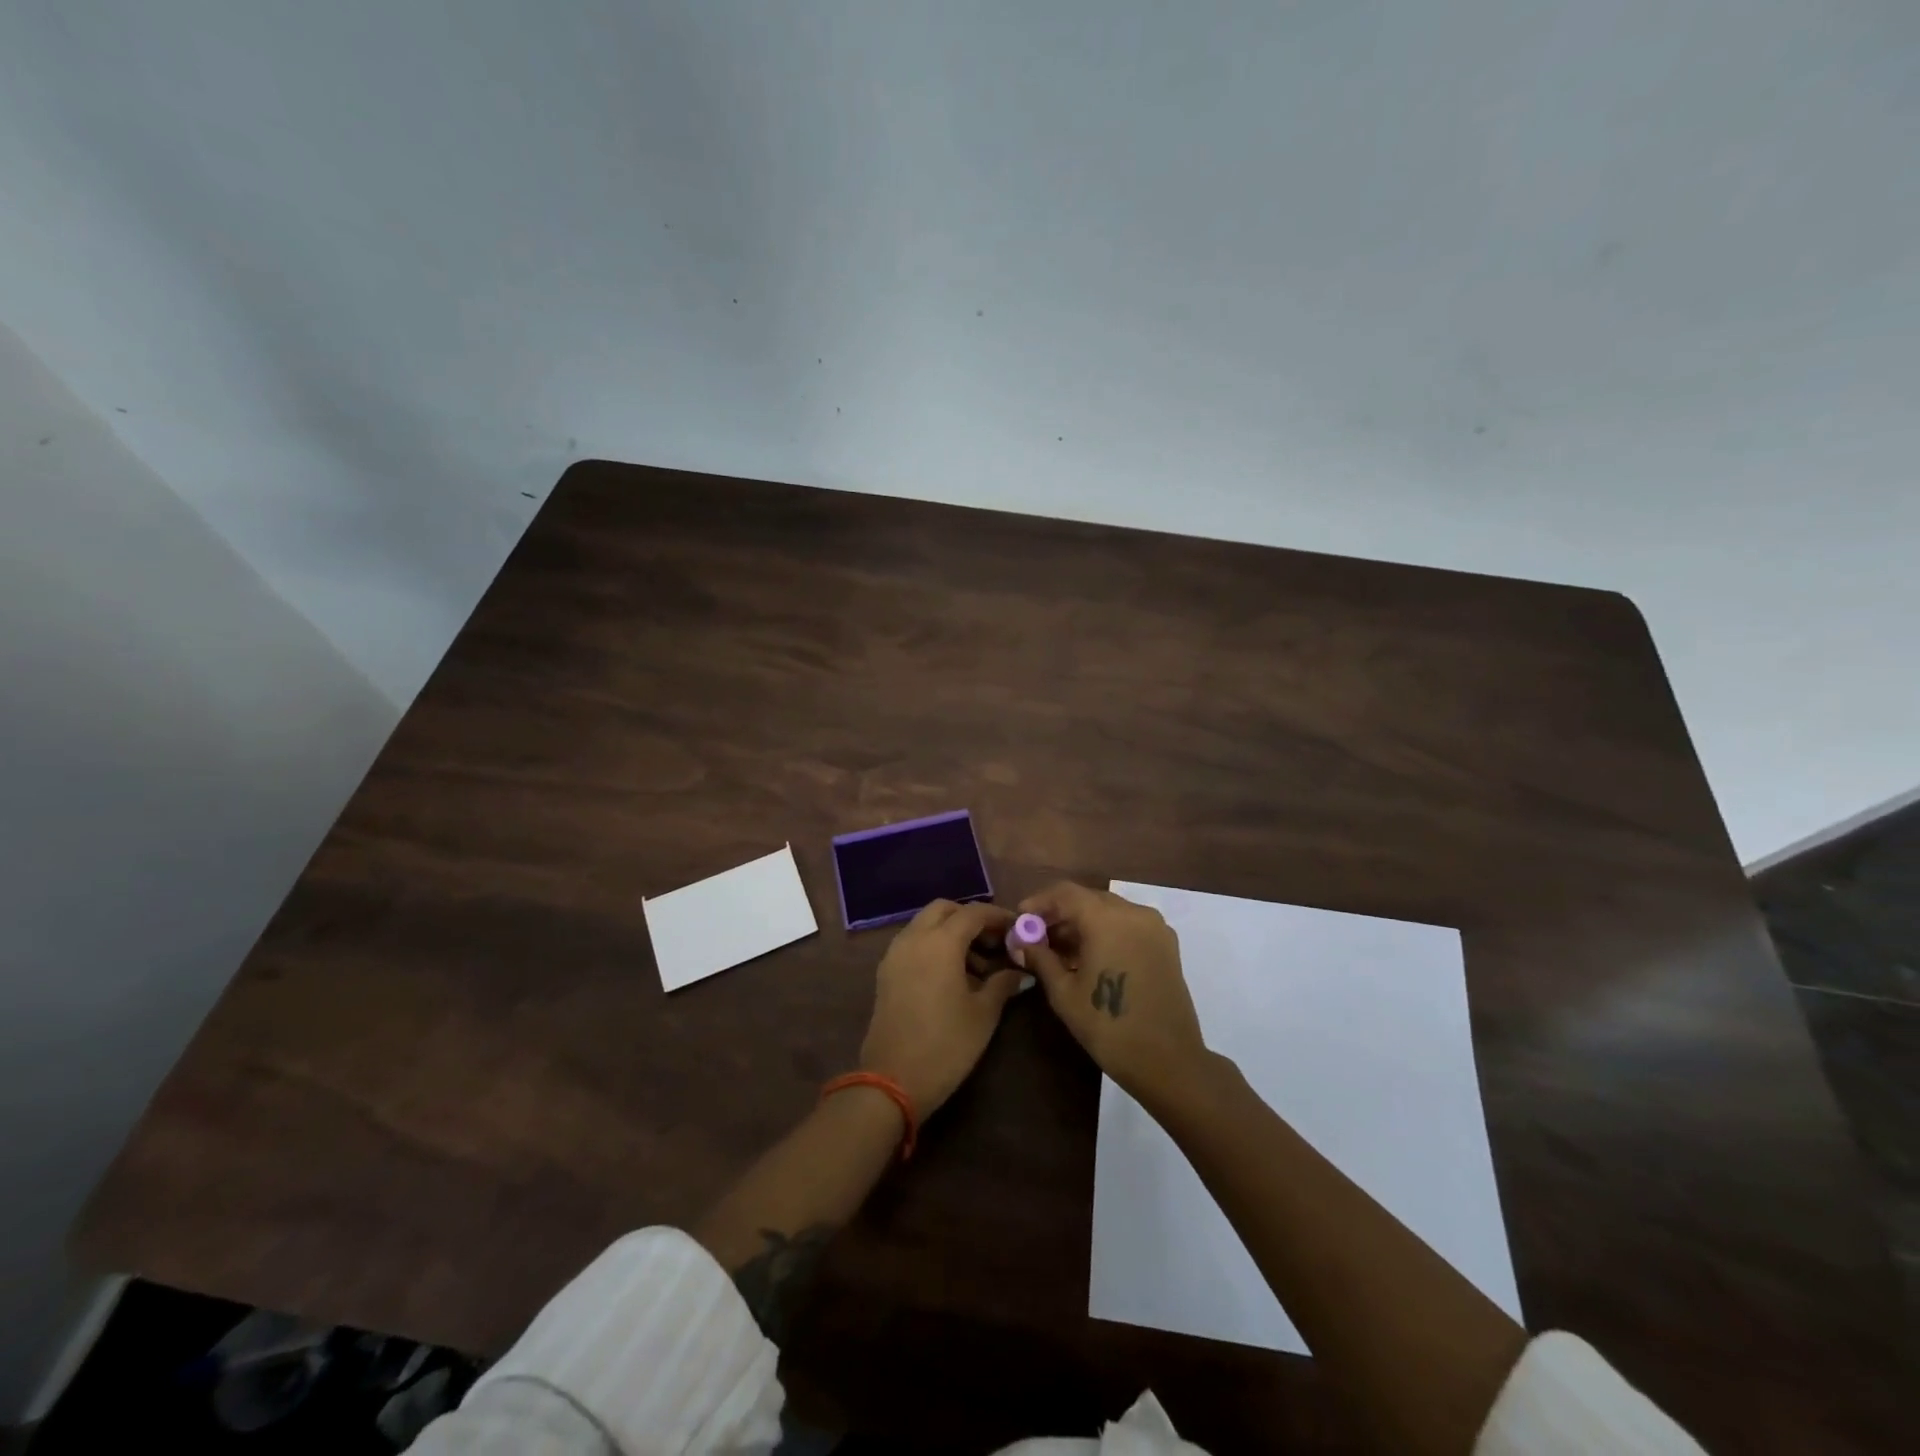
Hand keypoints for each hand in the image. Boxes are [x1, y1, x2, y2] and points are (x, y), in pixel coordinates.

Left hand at [860, 900, 1024, 1116]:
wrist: (892, 1081)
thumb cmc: (946, 1044)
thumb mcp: (983, 1014)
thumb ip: (1003, 984)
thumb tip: (1021, 972)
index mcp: (940, 942)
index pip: (973, 912)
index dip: (998, 917)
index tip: (1017, 929)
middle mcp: (914, 938)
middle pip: (944, 910)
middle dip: (970, 918)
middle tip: (994, 942)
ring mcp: (895, 954)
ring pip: (925, 924)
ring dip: (951, 932)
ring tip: (977, 965)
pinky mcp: (886, 972)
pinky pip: (913, 943)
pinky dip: (933, 945)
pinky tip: (951, 975)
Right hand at [1019, 881, 1208, 1101]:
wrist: (1168, 1061)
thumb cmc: (1109, 1026)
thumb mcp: (1064, 993)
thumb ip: (1040, 957)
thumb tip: (1020, 941)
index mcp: (1106, 919)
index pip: (1065, 893)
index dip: (1039, 902)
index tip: (1021, 919)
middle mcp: (1133, 912)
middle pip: (1088, 899)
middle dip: (1060, 913)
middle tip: (1037, 936)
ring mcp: (1154, 926)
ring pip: (1109, 910)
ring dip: (1083, 922)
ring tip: (1060, 950)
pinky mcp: (1166, 944)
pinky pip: (1128, 924)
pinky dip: (1106, 931)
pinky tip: (1090, 956)